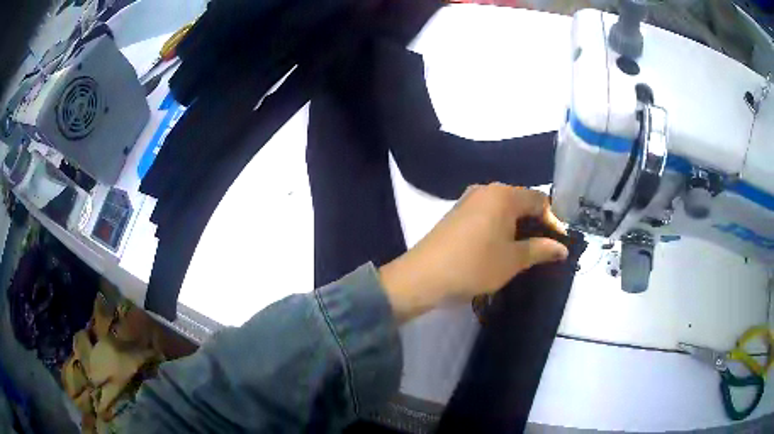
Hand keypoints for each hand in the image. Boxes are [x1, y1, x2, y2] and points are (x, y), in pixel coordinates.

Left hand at [380, 183, 568, 321]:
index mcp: (503, 195)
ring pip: (503, 209)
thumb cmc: (474, 266)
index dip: (553, 220)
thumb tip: (563, 248)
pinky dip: (500, 227)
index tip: (559, 243)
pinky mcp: (456, 213)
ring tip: (526, 250)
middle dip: (536, 223)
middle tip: (545, 248)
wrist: (422, 277)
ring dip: (518, 227)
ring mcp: (468, 200)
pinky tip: (502, 247)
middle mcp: (486, 190)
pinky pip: (487, 214)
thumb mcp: (513, 260)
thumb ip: (541, 250)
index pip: (539, 200)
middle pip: (521, 201)